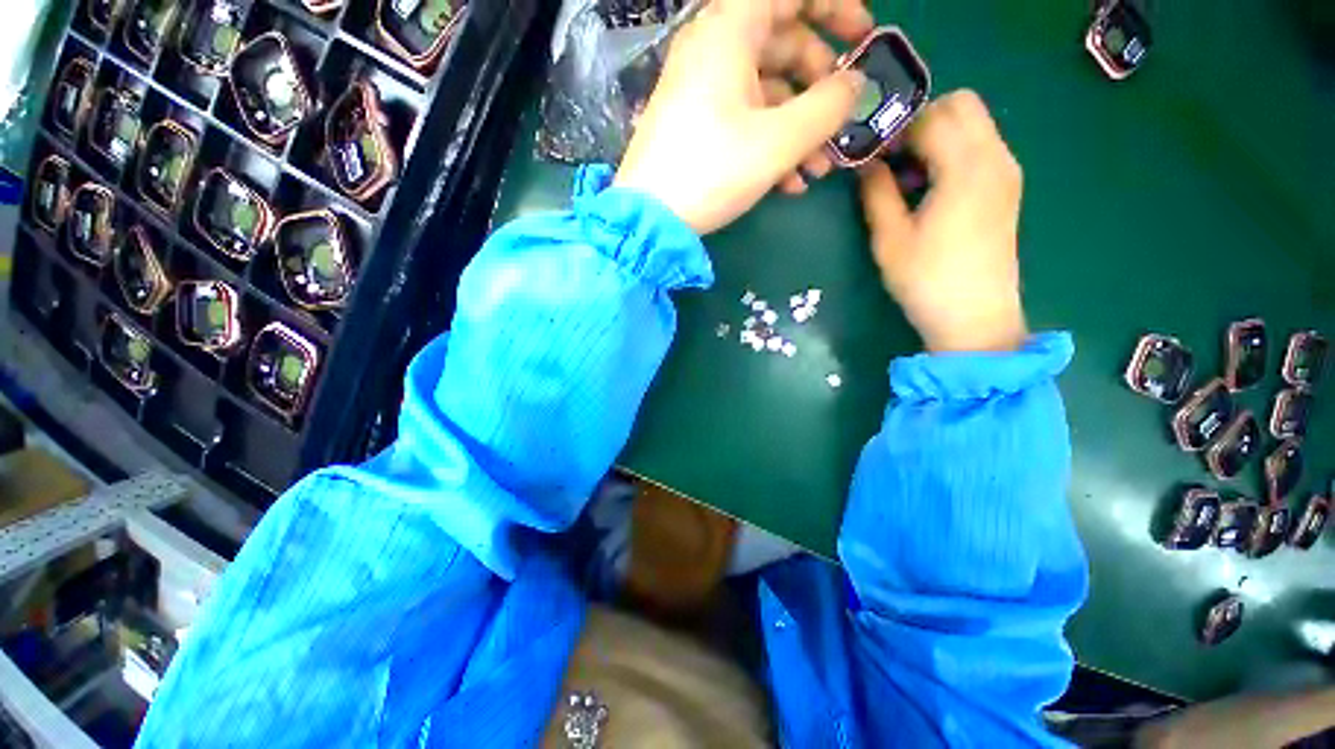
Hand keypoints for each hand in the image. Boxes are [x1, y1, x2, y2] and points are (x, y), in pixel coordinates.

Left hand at [614, 0, 873, 234]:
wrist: (649, 219)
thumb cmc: (712, 171)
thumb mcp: (778, 141)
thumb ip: (826, 107)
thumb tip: (855, 84)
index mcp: (729, 32)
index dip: (833, 8)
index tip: (863, 37)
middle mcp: (712, 51)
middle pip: (782, 46)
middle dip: (820, 87)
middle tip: (842, 120)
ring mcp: (701, 91)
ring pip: (765, 93)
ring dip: (799, 129)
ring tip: (819, 169)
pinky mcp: (695, 126)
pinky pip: (743, 121)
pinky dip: (770, 144)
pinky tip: (789, 183)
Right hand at [859, 90, 1028, 352]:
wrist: (975, 317)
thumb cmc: (926, 280)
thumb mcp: (889, 239)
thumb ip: (877, 193)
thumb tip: (865, 164)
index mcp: (965, 168)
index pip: (930, 118)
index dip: (896, 130)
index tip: (872, 155)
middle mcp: (995, 157)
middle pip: (963, 104)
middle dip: (923, 119)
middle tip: (893, 157)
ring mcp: (1007, 171)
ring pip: (975, 123)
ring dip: (939, 134)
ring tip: (910, 176)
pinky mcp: (1008, 188)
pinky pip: (982, 146)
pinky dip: (955, 150)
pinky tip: (933, 187)